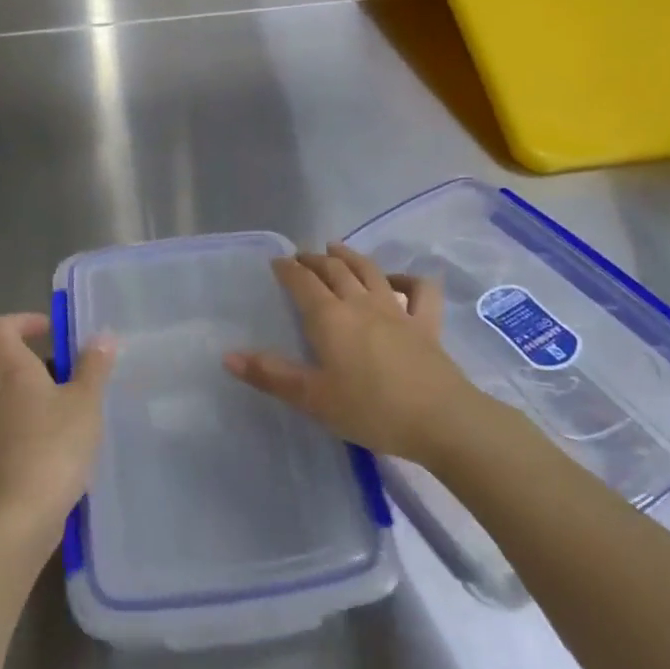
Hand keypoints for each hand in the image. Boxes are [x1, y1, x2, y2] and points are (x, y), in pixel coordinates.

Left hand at [0, 313, 114, 537]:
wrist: (19, 518)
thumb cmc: (54, 447)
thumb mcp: (85, 402)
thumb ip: (94, 367)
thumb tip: (101, 336)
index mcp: (12, 373)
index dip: (23, 321)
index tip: (53, 330)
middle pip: (13, 365)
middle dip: (48, 365)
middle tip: (83, 378)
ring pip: (20, 400)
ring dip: (49, 400)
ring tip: (84, 416)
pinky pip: (22, 430)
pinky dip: (44, 429)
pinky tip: (71, 450)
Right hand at [224, 243, 477, 465]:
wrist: (440, 420)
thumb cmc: (370, 410)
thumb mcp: (312, 398)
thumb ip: (271, 375)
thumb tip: (228, 356)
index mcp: (329, 317)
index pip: (302, 282)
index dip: (287, 269)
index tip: (276, 261)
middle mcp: (360, 303)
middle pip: (334, 270)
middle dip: (314, 259)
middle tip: (301, 256)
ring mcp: (397, 310)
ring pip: (370, 271)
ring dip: (350, 256)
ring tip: (336, 248)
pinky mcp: (426, 324)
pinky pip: (419, 291)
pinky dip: (407, 279)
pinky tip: (397, 280)